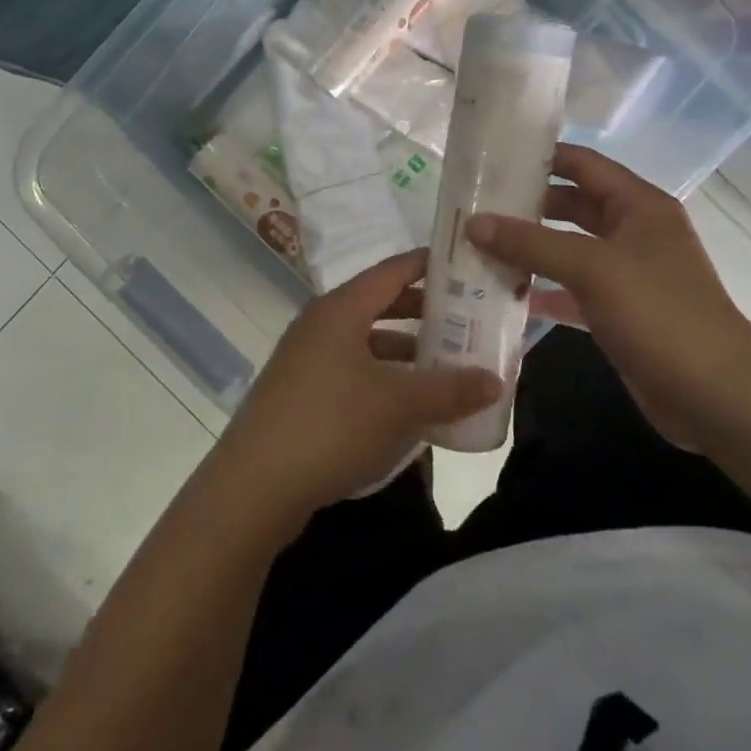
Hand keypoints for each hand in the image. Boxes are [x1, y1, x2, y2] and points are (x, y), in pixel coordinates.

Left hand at [211, 250, 502, 530]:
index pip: (393, 270)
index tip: (466, 265)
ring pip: (367, 342)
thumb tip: (495, 379)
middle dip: (424, 312)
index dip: (429, 264)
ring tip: (447, 364)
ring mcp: (307, 359)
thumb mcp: (399, 405)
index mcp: (341, 309)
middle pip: (381, 305)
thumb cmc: (331, 425)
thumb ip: (449, 389)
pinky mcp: (301, 393)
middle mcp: (321, 324)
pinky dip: (384, 378)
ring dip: (406, 351)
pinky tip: (410, 405)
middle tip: (468, 319)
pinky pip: (353, 371)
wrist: (254, 486)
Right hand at [468, 144, 750, 447]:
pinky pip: (571, 290)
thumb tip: (473, 223)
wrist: (716, 395)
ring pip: (567, 250)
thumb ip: (531, 243)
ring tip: (478, 246)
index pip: (582, 164)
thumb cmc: (659, 313)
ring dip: (529, 250)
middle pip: (571, 206)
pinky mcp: (618, 312)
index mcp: (638, 205)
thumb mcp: (592, 268)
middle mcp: (632, 232)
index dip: (540, 156)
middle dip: (526, 206)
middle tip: (474, 207)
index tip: (492, 158)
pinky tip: (503, 295)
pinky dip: (542, 290)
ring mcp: (626, 274)